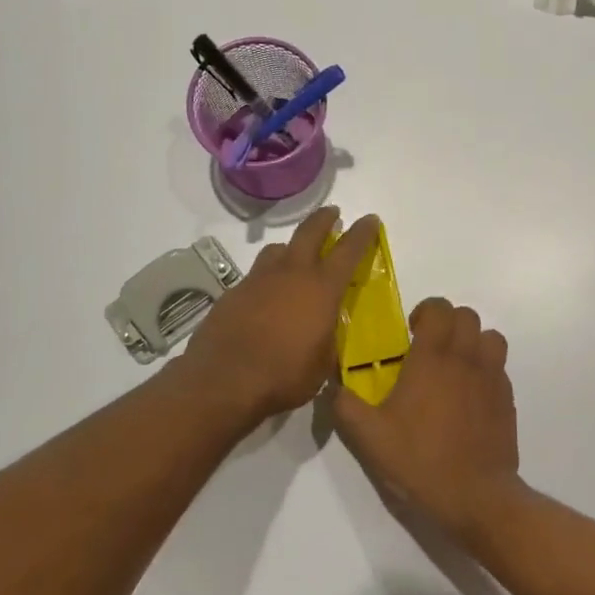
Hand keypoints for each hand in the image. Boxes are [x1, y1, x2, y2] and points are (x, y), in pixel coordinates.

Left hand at [180, 207, 379, 421]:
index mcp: (321, 289)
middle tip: (332, 214)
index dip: (362, 232)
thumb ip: (328, 340)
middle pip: (309, 232)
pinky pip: (255, 275)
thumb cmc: (284, 376)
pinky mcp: (233, 293)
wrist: (224, 380)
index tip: (370, 219)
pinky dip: (266, 279)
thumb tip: (325, 333)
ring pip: (277, 249)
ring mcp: (258, 280)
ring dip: (290, 248)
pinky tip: (265, 298)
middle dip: (323, 219)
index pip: (348, 251)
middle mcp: (290, 274)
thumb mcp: (322, 365)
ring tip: (295, 258)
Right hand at [334, 298, 521, 534]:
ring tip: (454, 367)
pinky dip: (486, 370)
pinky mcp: (507, 401)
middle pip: (468, 316)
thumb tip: (332, 387)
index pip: (440, 308)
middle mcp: (467, 360)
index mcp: (433, 359)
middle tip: (429, 349)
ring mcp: (492, 379)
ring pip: (491, 338)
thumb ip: (344, 406)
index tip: (411, 333)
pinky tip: (468, 398)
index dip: (426, 311)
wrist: (476, 497)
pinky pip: (500, 368)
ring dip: (473, 342)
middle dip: (448, 323)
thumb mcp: (369, 437)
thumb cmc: (419, 461)